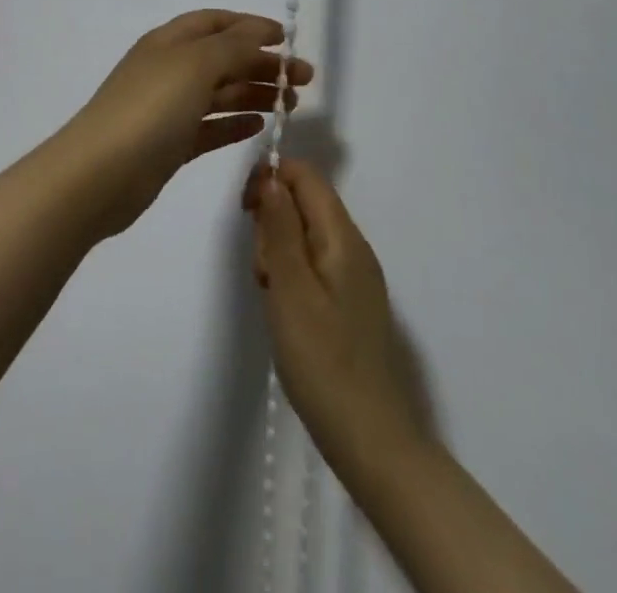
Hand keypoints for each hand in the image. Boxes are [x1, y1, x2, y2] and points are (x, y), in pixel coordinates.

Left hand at [55, 10, 312, 239]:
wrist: (100, 174)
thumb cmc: (149, 109)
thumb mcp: (194, 65)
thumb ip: (231, 46)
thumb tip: (260, 32)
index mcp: (168, 42)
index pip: (214, 23)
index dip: (250, 26)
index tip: (287, 39)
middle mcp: (168, 70)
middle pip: (221, 58)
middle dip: (261, 64)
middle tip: (303, 81)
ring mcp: (167, 109)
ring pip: (218, 93)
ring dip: (254, 94)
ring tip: (290, 106)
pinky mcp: (169, 145)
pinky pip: (209, 127)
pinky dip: (234, 123)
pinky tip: (258, 127)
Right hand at [245, 159, 431, 472]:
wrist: (371, 440)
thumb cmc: (323, 360)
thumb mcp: (290, 287)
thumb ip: (280, 226)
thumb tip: (271, 176)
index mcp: (343, 238)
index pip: (306, 176)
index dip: (270, 178)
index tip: (245, 211)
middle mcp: (354, 248)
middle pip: (304, 202)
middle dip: (272, 221)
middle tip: (264, 270)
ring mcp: (355, 276)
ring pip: (304, 234)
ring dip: (278, 251)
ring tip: (273, 293)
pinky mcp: (350, 302)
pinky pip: (313, 263)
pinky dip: (291, 274)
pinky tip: (285, 309)